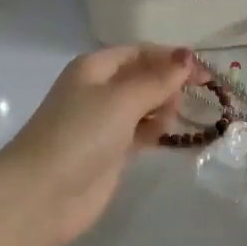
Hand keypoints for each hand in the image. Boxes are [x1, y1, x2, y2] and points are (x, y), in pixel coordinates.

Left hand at [0, 46, 195, 245]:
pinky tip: (170, 134)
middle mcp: (98, 90)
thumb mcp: (121, 99)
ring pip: (144, 105)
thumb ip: (158, 79)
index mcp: (94, 67)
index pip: (139, 51)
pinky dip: (157, 130)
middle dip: (169, 82)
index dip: (171, 57)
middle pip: (143, 77)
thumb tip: (188, 56)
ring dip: (164, 106)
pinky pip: (141, 131)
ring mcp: (104, 122)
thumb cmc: (80, 134)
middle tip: (195, 96)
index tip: (204, 71)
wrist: (42, 194)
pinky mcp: (110, 152)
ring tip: (176, 117)